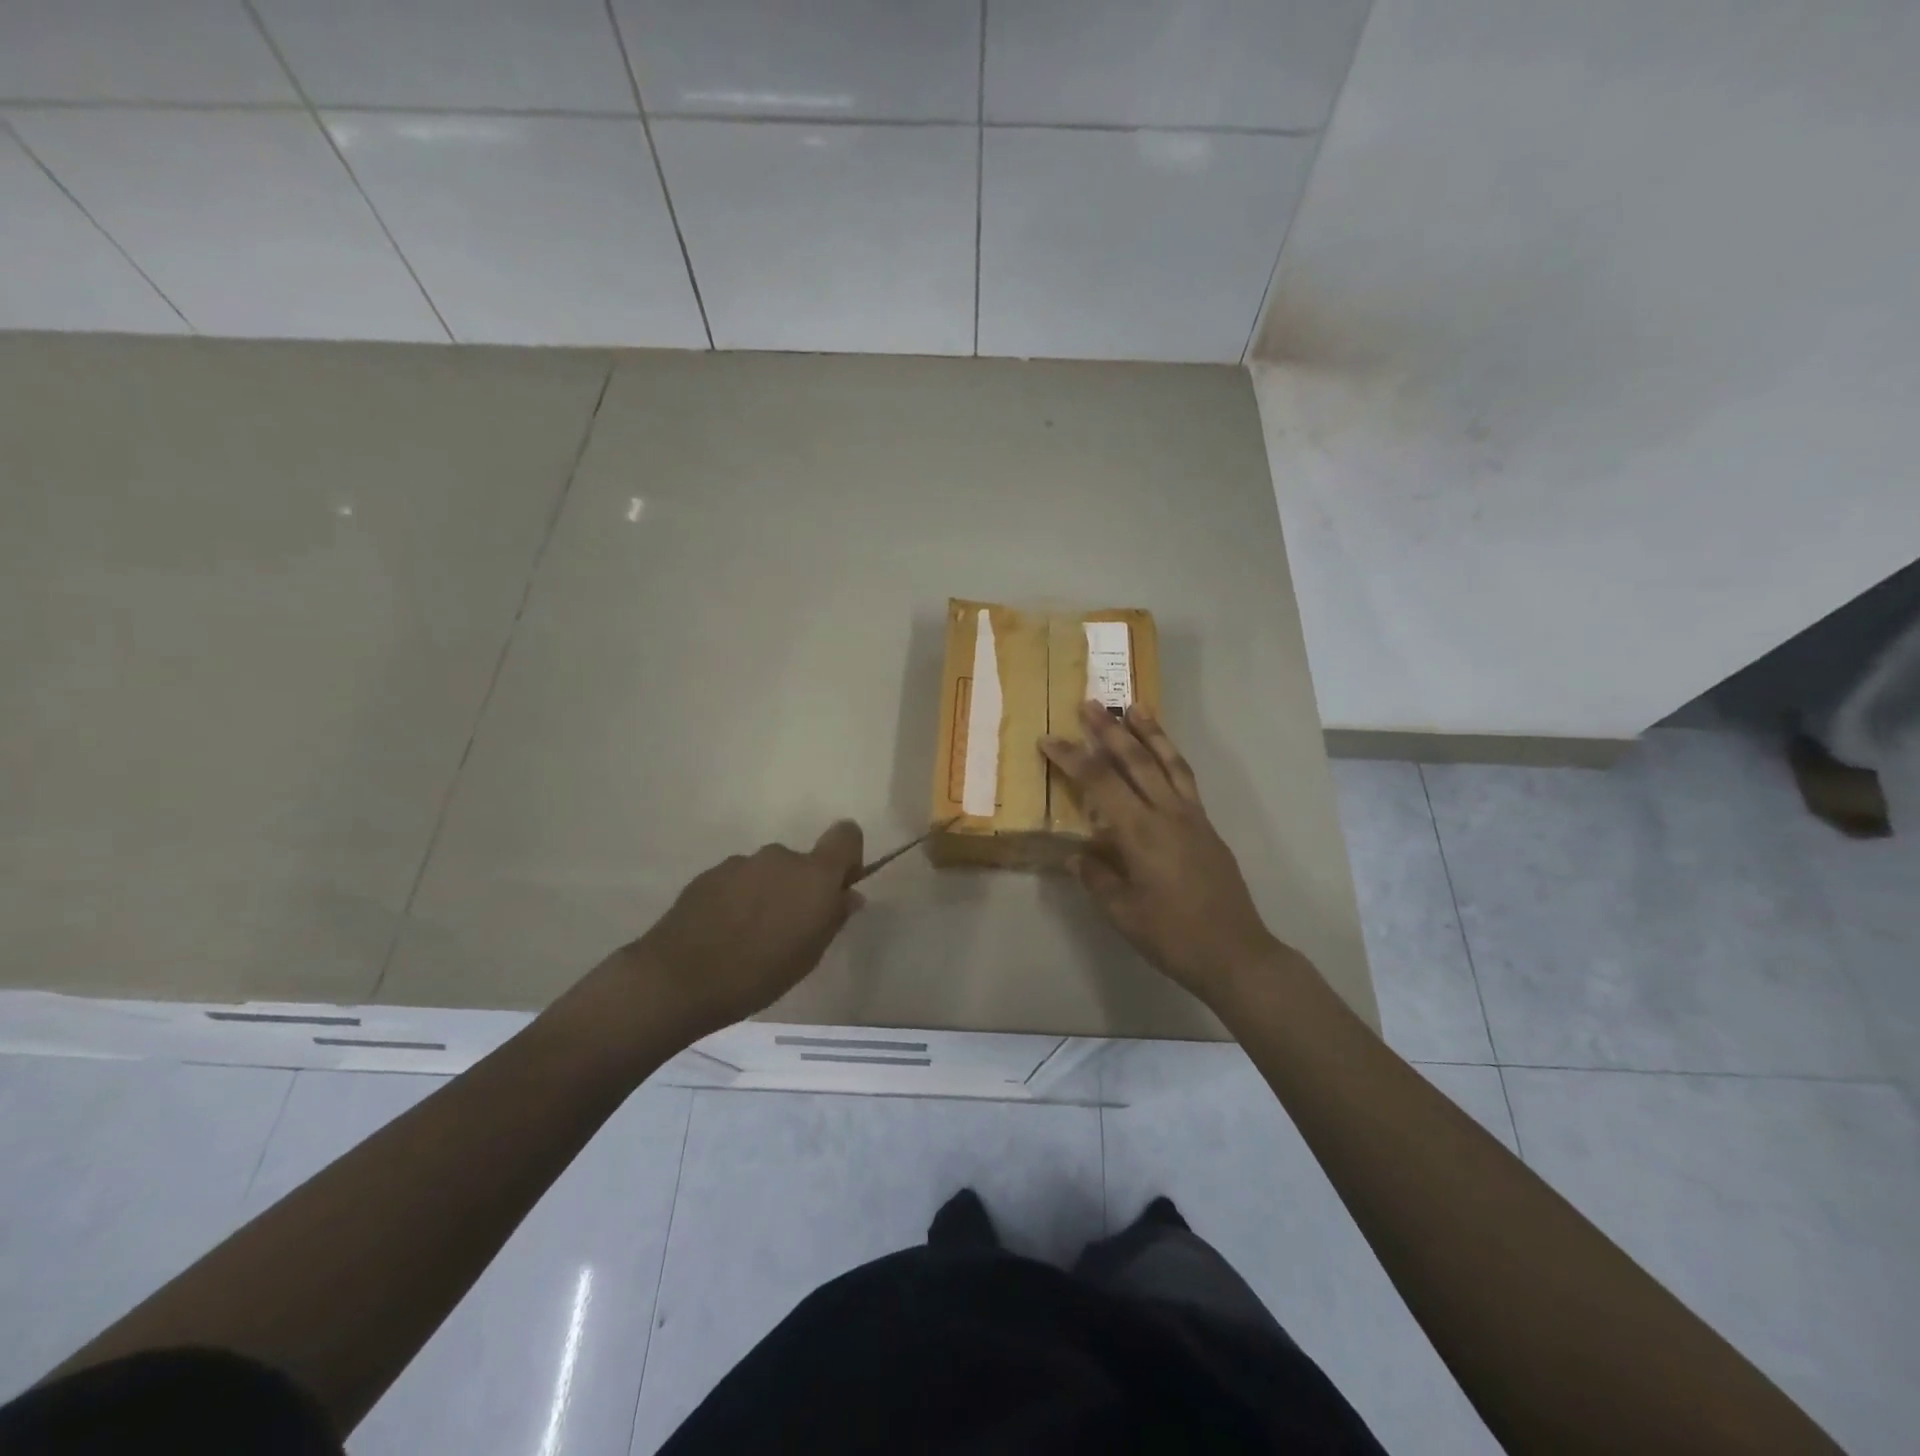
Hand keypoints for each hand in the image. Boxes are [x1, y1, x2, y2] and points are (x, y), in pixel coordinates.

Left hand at [617, 821, 865, 1039]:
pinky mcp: (709, 874)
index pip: (846, 834)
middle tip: (787, 928)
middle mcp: (780, 857)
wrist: (680, 979)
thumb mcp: (810, 955)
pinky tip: (722, 933)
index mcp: (814, 875)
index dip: (847, 856)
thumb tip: (848, 895)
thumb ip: (833, 917)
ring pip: (767, 872)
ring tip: (749, 935)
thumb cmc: (760, 973)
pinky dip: (737, 899)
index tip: (837, 887)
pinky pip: (737, 881)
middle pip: (801, 861)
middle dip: (799, 887)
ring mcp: (741, 863)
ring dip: (766, 893)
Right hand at [1042, 703, 1285, 1003]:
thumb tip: (1076, 853)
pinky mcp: (1206, 825)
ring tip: (1134, 707)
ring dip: (1149, 732)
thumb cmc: (1172, 936)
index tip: (1048, 740)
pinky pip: (1186, 779)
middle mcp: (1167, 813)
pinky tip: (1164, 753)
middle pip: (1135, 760)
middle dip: (1109, 730)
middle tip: (1090, 703)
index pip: (1099, 782)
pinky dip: (1172, 756)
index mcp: (1140, 832)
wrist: (1235, 952)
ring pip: (1167, 761)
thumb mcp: (1122, 912)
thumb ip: (1096, 876)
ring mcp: (1191, 816)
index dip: (1071, 758)